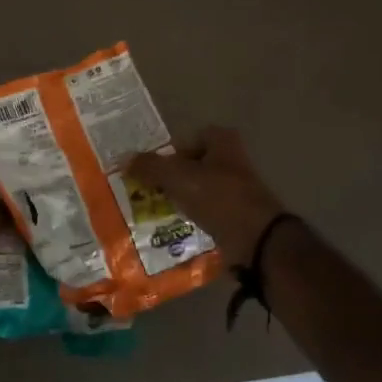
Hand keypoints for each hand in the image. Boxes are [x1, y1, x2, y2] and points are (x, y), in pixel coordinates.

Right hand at [127, 127, 287, 267]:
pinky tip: (175, 229)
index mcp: (222, 142)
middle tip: (147, 192)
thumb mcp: (177, 177)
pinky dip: (191, 219)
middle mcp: (231, 161)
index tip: (149, 171)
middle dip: (170, 179)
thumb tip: (124, 159)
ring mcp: (235, 190)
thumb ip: (150, 166)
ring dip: (179, 201)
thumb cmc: (218, 198)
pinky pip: (205, 213)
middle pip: (190, 166)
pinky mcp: (236, 215)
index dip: (167, 154)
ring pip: (197, 190)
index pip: (185, 140)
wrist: (256, 240)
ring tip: (156, 212)